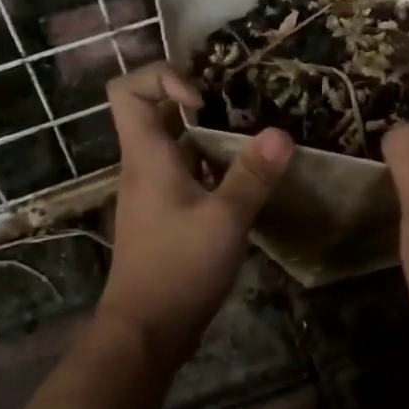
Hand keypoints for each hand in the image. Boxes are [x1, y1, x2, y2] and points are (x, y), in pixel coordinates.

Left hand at [97, 63, 293, 367]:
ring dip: (209, 137)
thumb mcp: (225, 219)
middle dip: (196, 102)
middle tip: (239, 110)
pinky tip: (245, 182)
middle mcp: (143, 167)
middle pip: (154, 112)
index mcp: (146, 156)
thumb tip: (281, 132)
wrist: (146, 330)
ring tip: (252, 141)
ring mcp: (153, 192)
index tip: (204, 100)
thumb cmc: (178, 268)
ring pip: (175, 145)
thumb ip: (252, 175)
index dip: (162, 78)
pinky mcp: (165, 215)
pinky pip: (186, 174)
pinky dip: (211, 168)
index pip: (127, 90)